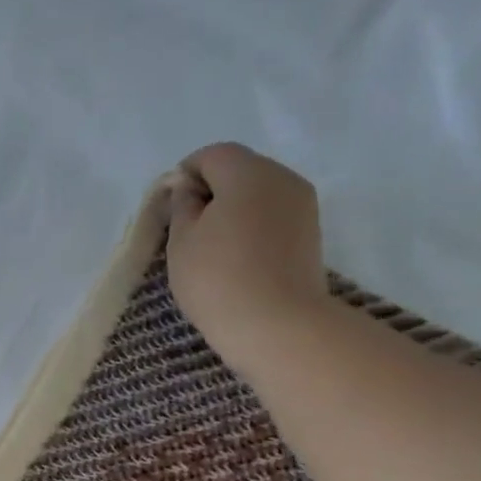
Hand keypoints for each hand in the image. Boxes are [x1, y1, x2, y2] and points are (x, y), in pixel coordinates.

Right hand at [157, 142, 328, 370]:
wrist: (276, 325)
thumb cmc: (217, 279)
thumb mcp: (181, 242)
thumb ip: (181, 206)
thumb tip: (187, 188)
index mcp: (247, 172)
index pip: (212, 155)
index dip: (185, 175)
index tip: (170, 209)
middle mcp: (282, 177)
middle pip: (240, 169)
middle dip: (211, 191)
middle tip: (188, 230)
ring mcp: (303, 204)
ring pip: (259, 193)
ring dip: (233, 210)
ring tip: (212, 248)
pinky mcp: (311, 232)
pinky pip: (273, 215)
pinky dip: (253, 226)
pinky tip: (237, 259)